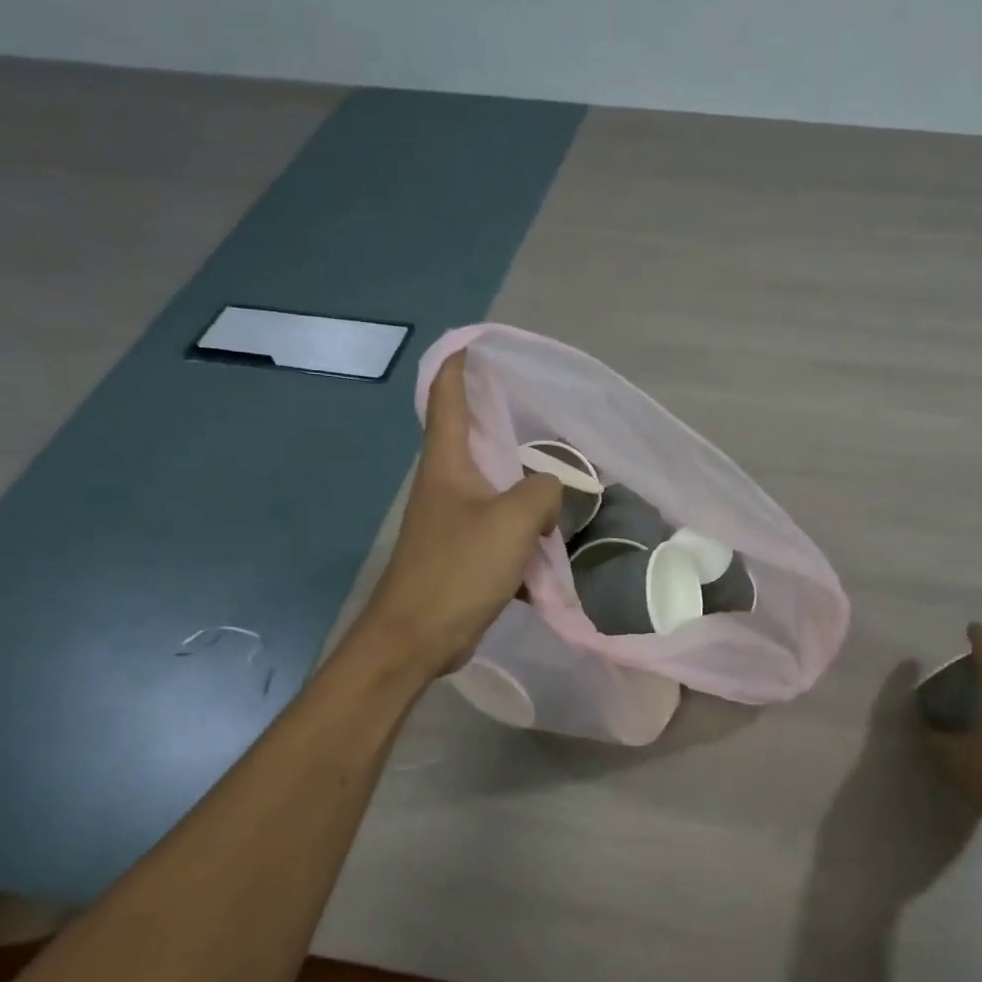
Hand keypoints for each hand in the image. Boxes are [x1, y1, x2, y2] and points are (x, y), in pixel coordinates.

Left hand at [359, 351, 561, 675]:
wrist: (417, 637)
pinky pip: (502, 526)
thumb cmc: (458, 569)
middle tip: (546, 410)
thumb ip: (543, 490)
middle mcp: (447, 483)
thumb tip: (551, 490)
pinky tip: (552, 540)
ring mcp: (454, 519)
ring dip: (526, 484)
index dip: (458, 366)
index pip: (446, 397)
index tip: (478, 343)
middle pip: (477, 439)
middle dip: (507, 422)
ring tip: (564, 476)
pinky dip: (526, 529)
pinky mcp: (465, 551)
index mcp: (448, 463)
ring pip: (497, 486)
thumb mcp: (513, 521)